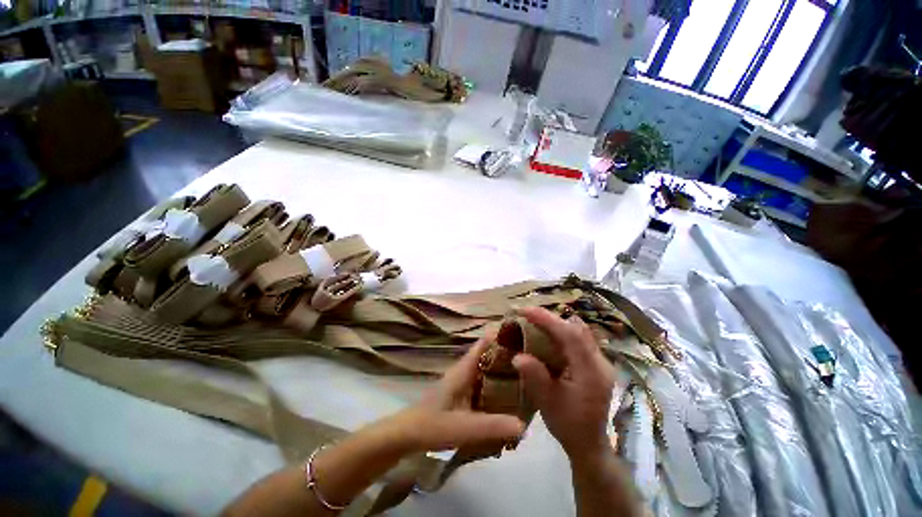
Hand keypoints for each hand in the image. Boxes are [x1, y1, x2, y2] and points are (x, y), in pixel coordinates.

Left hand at [387, 339, 525, 452]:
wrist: (406, 435)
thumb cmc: (431, 426)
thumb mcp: (463, 427)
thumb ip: (492, 426)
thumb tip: (524, 425)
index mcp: (464, 369)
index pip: (484, 343)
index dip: (501, 335)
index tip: (524, 333)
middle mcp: (465, 370)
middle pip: (490, 355)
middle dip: (509, 353)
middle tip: (535, 356)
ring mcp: (464, 382)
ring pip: (488, 369)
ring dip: (505, 369)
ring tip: (530, 374)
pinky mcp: (463, 394)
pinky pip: (485, 383)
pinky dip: (497, 385)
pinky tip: (512, 396)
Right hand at [512, 307, 615, 460]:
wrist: (589, 443)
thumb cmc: (568, 425)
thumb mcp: (547, 403)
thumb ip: (535, 378)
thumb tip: (517, 356)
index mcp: (591, 372)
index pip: (571, 336)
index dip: (548, 319)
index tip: (525, 311)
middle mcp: (600, 362)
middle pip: (576, 329)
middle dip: (550, 318)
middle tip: (527, 314)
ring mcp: (600, 361)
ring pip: (578, 331)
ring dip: (555, 323)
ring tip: (534, 321)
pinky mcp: (594, 362)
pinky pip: (578, 338)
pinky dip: (560, 332)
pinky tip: (547, 335)